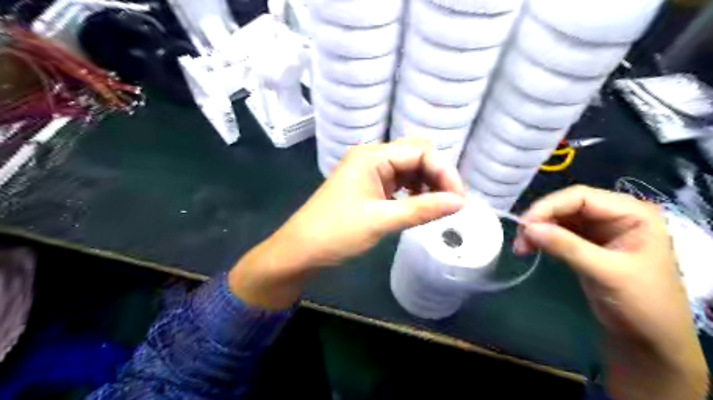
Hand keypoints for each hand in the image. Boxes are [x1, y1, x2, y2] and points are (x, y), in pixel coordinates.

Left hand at [227, 139, 462, 310]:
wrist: (300, 250)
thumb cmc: (337, 233)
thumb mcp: (382, 220)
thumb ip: (422, 209)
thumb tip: (460, 202)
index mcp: (372, 156)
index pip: (421, 151)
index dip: (445, 172)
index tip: (459, 200)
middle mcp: (372, 157)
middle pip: (416, 155)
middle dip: (438, 175)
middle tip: (452, 203)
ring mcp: (369, 171)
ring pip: (409, 169)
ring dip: (427, 184)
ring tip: (438, 206)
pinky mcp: (368, 186)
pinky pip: (398, 181)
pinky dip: (413, 191)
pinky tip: (419, 205)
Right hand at [512, 186, 706, 399]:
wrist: (649, 339)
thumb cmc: (642, 303)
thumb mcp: (605, 272)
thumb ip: (567, 246)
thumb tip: (527, 228)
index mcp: (632, 213)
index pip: (581, 196)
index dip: (549, 206)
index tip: (525, 225)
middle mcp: (615, 215)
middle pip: (567, 205)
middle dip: (540, 220)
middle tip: (519, 239)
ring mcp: (600, 229)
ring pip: (558, 218)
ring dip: (537, 230)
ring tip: (521, 248)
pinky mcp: (586, 243)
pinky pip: (558, 232)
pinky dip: (541, 239)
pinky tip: (529, 248)